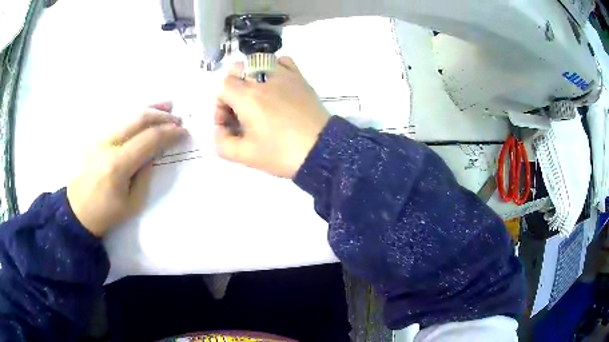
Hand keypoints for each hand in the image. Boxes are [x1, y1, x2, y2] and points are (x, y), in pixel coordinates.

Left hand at [67, 103, 186, 236]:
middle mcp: (108, 145)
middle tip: (178, 119)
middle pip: (139, 120)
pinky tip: (146, 112)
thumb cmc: (107, 213)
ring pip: (129, 116)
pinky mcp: (97, 138)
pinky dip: (136, 116)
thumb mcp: (133, 202)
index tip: (183, 132)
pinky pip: (120, 122)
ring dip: (150, 109)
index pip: (148, 140)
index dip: (168, 134)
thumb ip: (145, 174)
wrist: (78, 211)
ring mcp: (100, 138)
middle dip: (162, 117)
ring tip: (167, 106)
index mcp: (118, 165)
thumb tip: (153, 153)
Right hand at [214, 57, 329, 178]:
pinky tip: (275, 85)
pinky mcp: (299, 78)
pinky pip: (283, 61)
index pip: (223, 86)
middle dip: (232, 88)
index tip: (228, 124)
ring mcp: (283, 76)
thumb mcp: (245, 156)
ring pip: (258, 61)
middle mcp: (263, 80)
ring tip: (256, 97)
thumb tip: (220, 130)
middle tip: (239, 111)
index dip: (220, 105)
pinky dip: (274, 68)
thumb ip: (222, 143)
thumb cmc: (281, 153)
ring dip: (250, 76)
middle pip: (237, 70)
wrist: (321, 150)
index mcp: (247, 97)